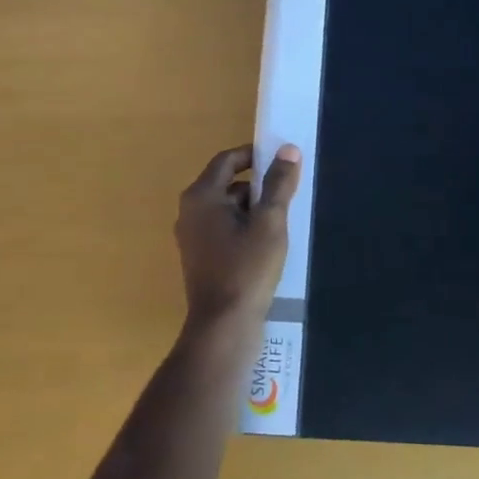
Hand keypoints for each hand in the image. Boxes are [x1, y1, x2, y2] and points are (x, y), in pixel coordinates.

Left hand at [174, 143, 301, 334]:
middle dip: (257, 185)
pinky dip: (243, 227)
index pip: (227, 159)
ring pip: (226, 207)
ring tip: (282, 219)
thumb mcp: (269, 222)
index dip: (254, 155)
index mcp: (201, 196)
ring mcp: (192, 236)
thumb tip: (288, 150)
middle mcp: (190, 212)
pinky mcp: (200, 257)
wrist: (223, 328)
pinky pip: (223, 228)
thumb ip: (279, 184)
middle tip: (287, 192)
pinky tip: (267, 242)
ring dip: (252, 208)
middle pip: (226, 183)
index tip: (281, 160)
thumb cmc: (246, 269)